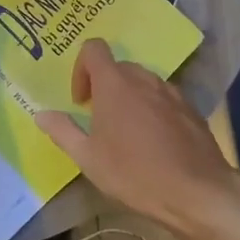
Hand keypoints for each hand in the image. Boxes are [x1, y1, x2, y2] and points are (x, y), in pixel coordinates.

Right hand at [35, 40, 239, 235]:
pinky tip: (154, 143)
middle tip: (100, 121)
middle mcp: (144, 79)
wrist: (197, 191)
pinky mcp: (191, 109)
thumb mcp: (88, 158)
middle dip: (105, 87)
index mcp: (115, 84)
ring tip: (127, 133)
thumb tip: (41, 114)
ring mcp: (172, 92)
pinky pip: (164, 98)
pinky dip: (153, 110)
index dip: (81, 68)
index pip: (94, 49)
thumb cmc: (134, 173)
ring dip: (130, 98)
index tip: (81, 100)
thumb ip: (62, 131)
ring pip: (143, 83)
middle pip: (119, 67)